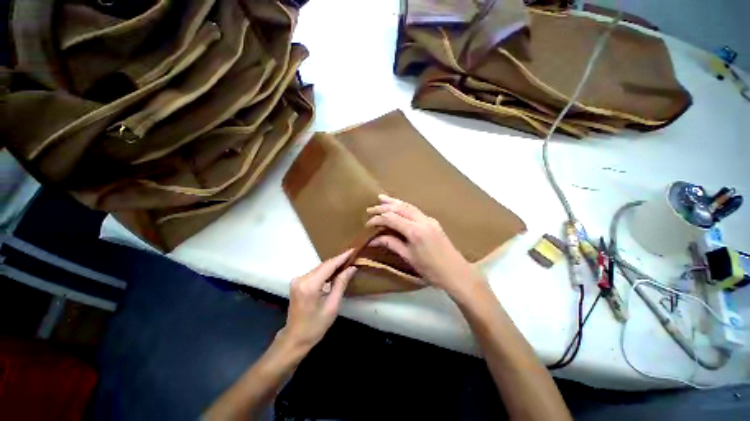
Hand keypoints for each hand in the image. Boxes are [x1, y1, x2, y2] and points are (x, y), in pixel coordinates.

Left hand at [280, 250, 356, 351]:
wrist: (295, 338)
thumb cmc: (315, 326)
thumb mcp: (332, 305)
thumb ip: (341, 283)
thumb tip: (351, 268)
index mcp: (310, 285)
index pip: (329, 265)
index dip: (342, 257)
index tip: (353, 250)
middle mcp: (301, 278)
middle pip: (324, 265)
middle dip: (338, 261)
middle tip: (353, 257)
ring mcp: (298, 280)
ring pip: (320, 268)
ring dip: (333, 266)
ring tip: (347, 263)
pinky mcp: (298, 282)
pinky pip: (315, 273)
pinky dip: (326, 271)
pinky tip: (335, 272)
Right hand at [365, 194, 484, 296]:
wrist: (456, 272)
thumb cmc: (431, 270)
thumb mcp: (409, 257)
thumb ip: (391, 244)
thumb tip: (374, 240)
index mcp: (415, 231)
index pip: (392, 218)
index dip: (378, 219)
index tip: (368, 223)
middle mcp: (423, 220)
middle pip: (400, 208)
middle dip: (384, 207)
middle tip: (371, 208)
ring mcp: (429, 219)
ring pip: (408, 206)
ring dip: (394, 202)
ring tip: (382, 199)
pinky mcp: (433, 221)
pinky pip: (415, 210)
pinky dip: (404, 206)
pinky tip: (398, 206)